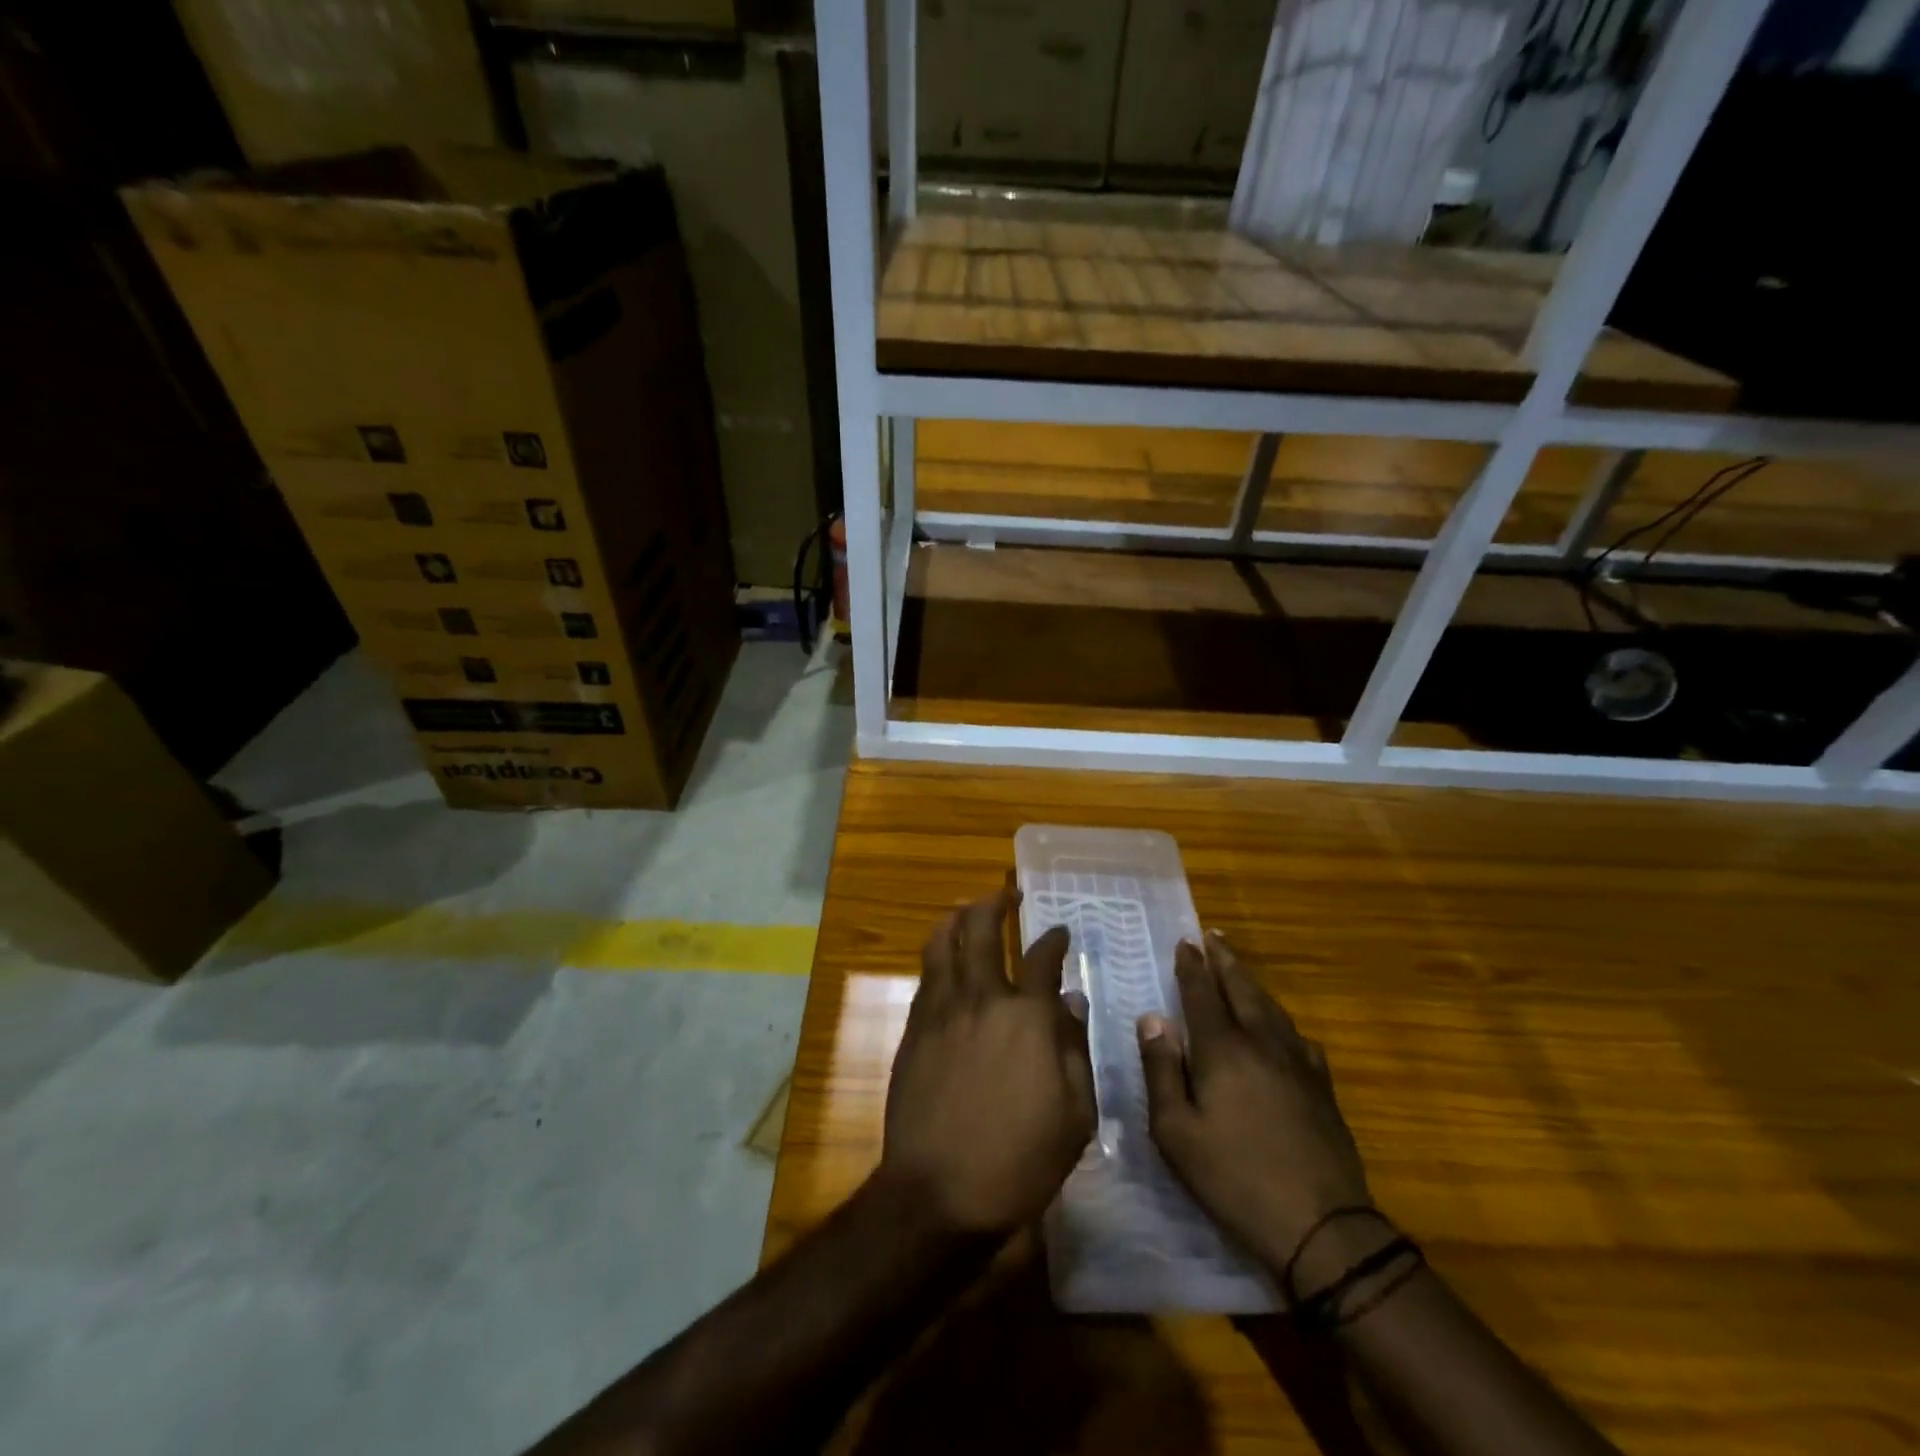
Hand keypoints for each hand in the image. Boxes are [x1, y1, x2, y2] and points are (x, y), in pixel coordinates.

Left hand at [881, 885, 1096, 1236]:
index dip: (1053, 938)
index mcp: (1027, 1017)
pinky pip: (926, 976)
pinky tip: (944, 958)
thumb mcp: (1075, 1113)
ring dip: (957, 918)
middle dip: (996, 903)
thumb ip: (1074, 1047)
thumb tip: (1069, 998)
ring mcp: (941, 1011)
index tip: (1059, 931)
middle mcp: (982, 999)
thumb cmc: (1020, 1160)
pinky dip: (937, 955)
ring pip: (943, 943)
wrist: (940, 1193)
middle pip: (982, 929)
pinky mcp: (914, 1029)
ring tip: (967, 909)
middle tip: (1006, 893)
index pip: (1042, 958)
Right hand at [1137, 932, 1372, 1276]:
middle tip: (1213, 936)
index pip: (1202, 994)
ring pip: (1272, 1009)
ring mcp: (1298, 1065)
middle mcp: (1262, 1044)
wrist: (1322, 1228)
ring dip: (1252, 983)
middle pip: (1242, 990)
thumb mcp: (1176, 1132)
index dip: (1192, 967)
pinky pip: (1297, 1038)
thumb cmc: (1234, 1179)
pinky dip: (1281, 1020)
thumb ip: (1162, 1070)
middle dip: (1225, 961)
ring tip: (1239, 969)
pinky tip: (1281, 1027)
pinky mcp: (1322, 1089)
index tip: (1185, 942)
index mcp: (1223, 1050)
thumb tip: (1153, 1019)